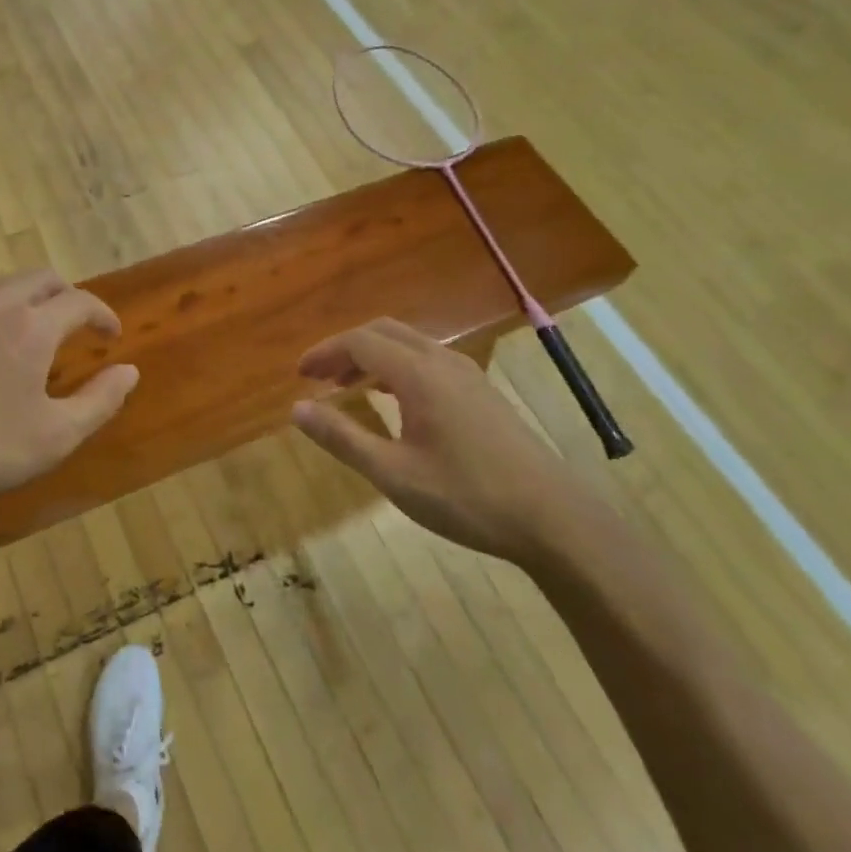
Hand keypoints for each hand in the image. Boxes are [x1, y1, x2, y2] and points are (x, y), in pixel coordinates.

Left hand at [0, 269, 139, 512]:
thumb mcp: (55, 437)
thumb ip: (100, 401)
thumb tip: (130, 372)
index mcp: (31, 326)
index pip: (80, 301)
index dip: (102, 314)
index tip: (111, 335)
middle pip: (42, 279)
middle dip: (68, 296)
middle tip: (77, 326)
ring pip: (4, 285)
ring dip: (30, 299)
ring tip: (35, 333)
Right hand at [291, 318, 581, 562]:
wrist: (554, 519)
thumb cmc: (466, 496)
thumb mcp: (393, 474)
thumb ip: (342, 437)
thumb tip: (297, 409)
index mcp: (419, 374)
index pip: (360, 342)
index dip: (325, 352)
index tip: (300, 375)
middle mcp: (443, 362)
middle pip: (384, 332)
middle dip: (346, 348)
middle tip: (319, 377)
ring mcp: (468, 375)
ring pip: (409, 345)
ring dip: (372, 356)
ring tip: (347, 386)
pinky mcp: (482, 392)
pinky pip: (428, 361)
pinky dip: (397, 367)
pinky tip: (393, 401)